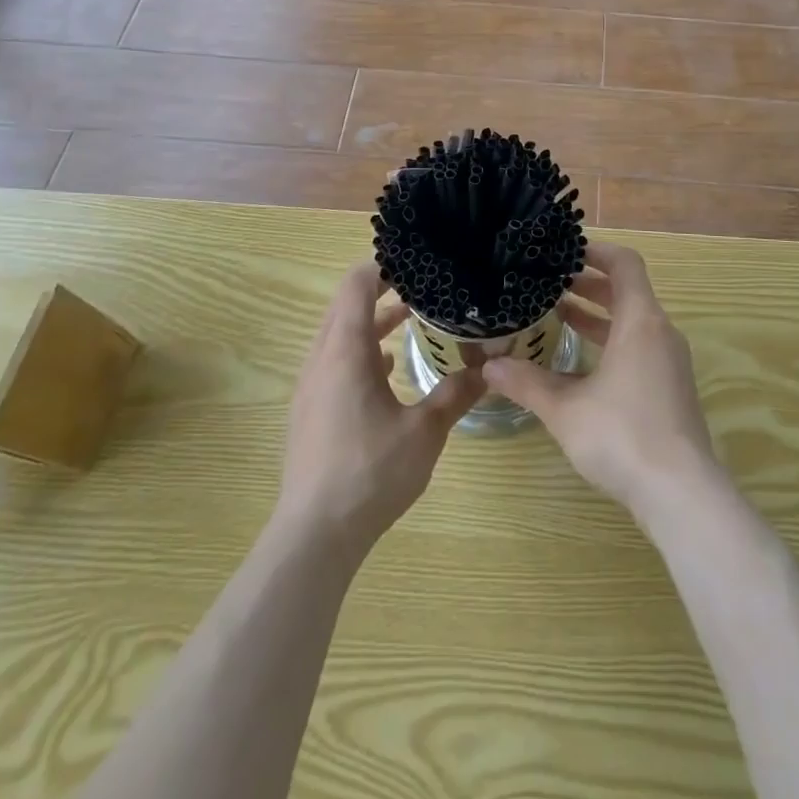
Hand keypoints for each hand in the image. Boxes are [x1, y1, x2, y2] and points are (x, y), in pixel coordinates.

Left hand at [278, 262, 483, 549]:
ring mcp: (311, 387)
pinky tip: (387, 370)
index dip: (383, 267)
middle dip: (381, 291)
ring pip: (338, 335)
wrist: (314, 535)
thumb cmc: (370, 472)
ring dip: (371, 323)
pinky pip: (334, 362)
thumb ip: (456, 393)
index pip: (357, 285)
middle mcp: (322, 360)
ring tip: (409, 321)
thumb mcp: (424, 430)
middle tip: (420, 287)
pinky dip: (360, 352)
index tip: (415, 264)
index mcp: (345, 351)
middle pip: (346, 306)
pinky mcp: (309, 412)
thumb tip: (489, 367)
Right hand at [482, 241, 723, 525]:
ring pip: (633, 322)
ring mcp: (670, 363)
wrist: (681, 494)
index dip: (596, 251)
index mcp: (640, 322)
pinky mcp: (671, 389)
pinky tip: (581, 365)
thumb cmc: (622, 436)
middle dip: (590, 285)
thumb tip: (488, 366)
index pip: (625, 264)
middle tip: (551, 285)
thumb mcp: (565, 408)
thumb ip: (527, 383)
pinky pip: (640, 347)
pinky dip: (612, 342)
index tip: (564, 253)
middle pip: (627, 292)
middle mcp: (660, 333)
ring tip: (560, 316)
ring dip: (599, 316)